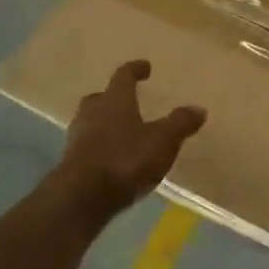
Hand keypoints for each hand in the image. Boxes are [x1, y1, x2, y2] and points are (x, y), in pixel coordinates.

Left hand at [57, 60, 204, 218]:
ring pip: (89, 124)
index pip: (123, 76)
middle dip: (111, 98)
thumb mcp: (163, 141)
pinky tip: (111, 161)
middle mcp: (92, 115)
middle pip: (99, 98)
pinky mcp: (69, 167)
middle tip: (126, 101)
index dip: (135, 70)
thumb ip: (180, 123)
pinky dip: (98, 150)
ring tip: (121, 133)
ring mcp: (77, 141)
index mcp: (115, 101)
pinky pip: (85, 149)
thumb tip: (199, 109)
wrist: (79, 201)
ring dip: (103, 125)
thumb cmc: (124, 160)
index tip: (145, 67)